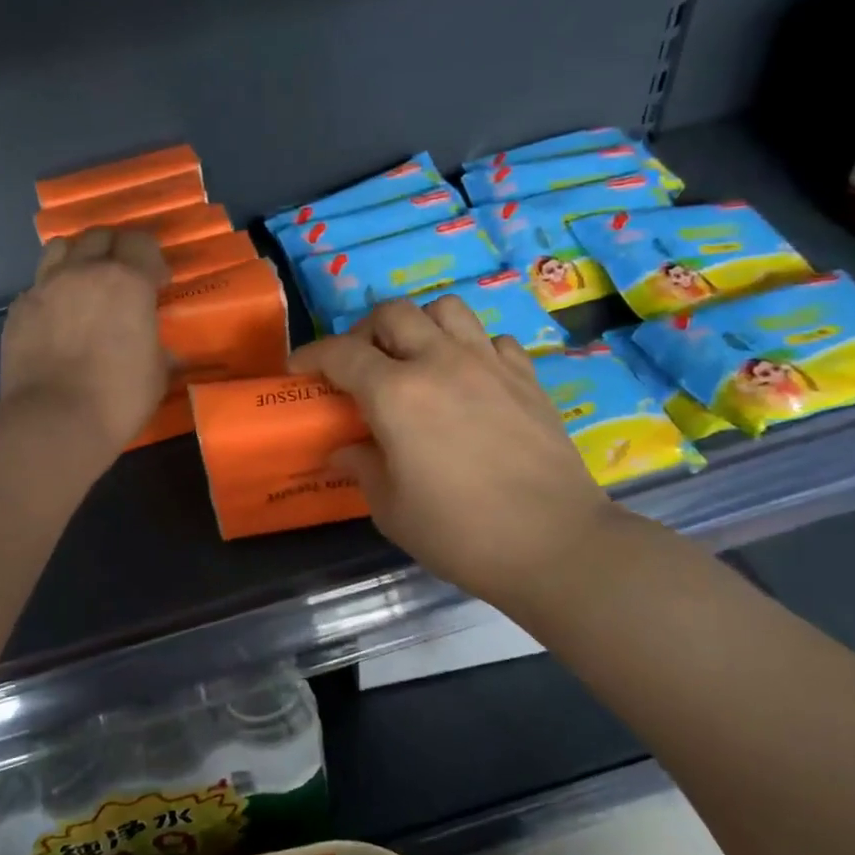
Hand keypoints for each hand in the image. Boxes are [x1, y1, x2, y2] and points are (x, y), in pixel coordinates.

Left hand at [1, 227, 170, 453]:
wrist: (53, 422)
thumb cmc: (118, 398)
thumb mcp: (156, 373)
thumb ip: (156, 346)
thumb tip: (157, 346)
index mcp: (126, 281)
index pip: (141, 241)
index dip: (152, 258)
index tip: (157, 283)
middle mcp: (83, 272)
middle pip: (99, 235)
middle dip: (115, 249)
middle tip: (122, 278)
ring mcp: (44, 287)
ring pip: (60, 248)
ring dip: (77, 258)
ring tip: (83, 285)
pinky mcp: (17, 310)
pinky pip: (37, 285)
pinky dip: (50, 292)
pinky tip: (56, 318)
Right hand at [289, 297, 627, 611]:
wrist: (555, 545)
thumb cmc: (460, 533)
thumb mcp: (391, 510)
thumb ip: (362, 468)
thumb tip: (344, 449)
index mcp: (396, 395)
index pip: (341, 354)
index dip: (312, 356)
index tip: (299, 369)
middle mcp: (440, 363)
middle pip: (393, 313)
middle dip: (364, 332)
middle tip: (359, 366)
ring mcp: (489, 364)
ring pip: (446, 309)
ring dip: (420, 326)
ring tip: (415, 359)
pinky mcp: (527, 377)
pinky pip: (492, 339)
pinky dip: (471, 347)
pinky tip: (468, 379)